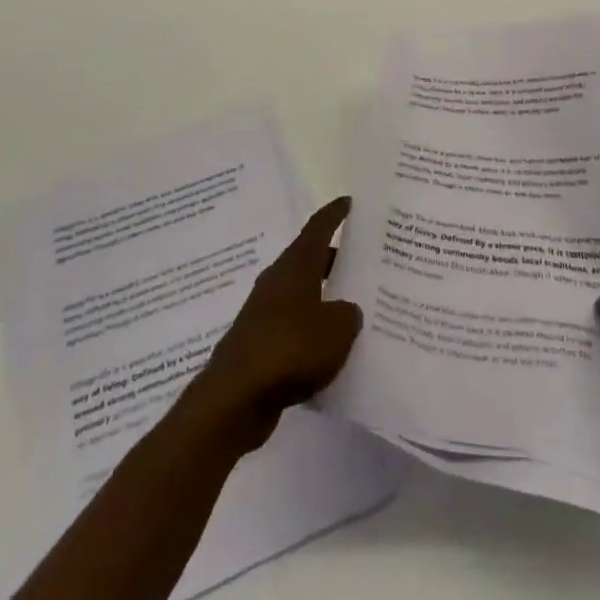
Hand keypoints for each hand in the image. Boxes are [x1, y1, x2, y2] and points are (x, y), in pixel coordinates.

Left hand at [184, 196, 363, 455]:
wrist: (235, 397)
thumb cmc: (290, 349)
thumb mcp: (336, 330)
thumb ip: (348, 314)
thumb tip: (346, 311)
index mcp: (296, 266)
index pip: (318, 228)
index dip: (334, 213)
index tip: (348, 201)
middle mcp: (278, 281)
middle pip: (310, 260)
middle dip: (335, 259)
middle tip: (363, 261)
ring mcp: (265, 312)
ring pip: (302, 295)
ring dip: (324, 298)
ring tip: (353, 308)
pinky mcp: (259, 344)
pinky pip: (294, 328)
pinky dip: (311, 332)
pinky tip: (330, 350)